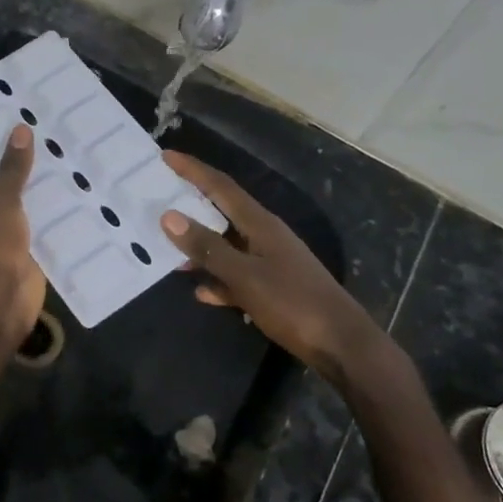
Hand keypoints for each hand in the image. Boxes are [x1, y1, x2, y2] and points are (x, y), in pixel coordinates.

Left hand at [0, 126, 45, 343]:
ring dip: (29, 180)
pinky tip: (69, 187)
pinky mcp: (19, 246)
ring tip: (53, 148)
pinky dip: (46, 207)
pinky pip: (33, 220)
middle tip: (27, 124)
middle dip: (3, 154)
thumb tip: (20, 129)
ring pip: (12, 197)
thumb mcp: (1, 200)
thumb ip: (12, 167)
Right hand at [159, 152, 379, 380]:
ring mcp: (271, 261)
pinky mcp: (274, 287)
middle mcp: (266, 235)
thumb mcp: (245, 276)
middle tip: (160, 198)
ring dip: (201, 247)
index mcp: (261, 224)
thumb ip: (208, 248)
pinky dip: (218, 280)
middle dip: (192, 204)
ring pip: (227, 245)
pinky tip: (202, 292)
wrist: (342, 345)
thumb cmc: (293, 304)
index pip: (221, 186)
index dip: (193, 169)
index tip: (166, 156)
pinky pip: (237, 275)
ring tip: (169, 251)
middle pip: (223, 211)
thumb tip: (169, 216)